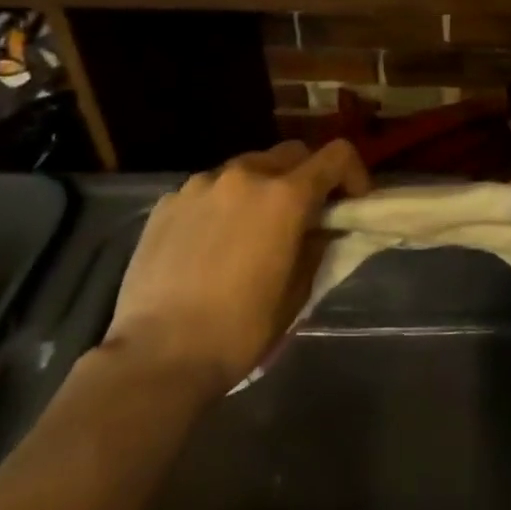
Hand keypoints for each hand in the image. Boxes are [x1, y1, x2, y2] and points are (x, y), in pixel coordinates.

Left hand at [104, 141, 367, 392]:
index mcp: (285, 196)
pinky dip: (222, 204)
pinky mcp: (167, 202)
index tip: (353, 201)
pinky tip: (210, 243)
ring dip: (261, 188)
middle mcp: (245, 176)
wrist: (156, 356)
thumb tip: (322, 228)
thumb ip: (317, 246)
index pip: (337, 156)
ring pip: (247, 168)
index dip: (354, 173)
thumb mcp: (297, 292)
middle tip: (304, 215)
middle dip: (306, 176)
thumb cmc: (239, 330)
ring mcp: (200, 185)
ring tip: (252, 229)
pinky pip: (208, 189)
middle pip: (291, 153)